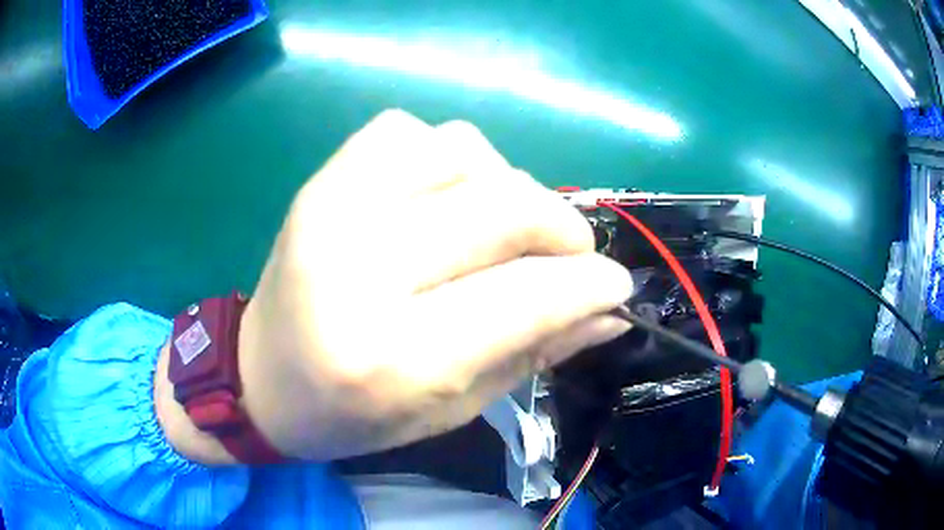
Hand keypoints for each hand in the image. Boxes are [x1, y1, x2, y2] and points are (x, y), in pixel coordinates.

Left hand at [159, 110, 632, 462]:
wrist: (259, 375)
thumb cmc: (352, 414)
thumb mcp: (448, 411)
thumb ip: (531, 354)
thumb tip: (608, 310)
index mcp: (389, 356)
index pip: (525, 296)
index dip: (590, 284)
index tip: (617, 284)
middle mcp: (356, 267)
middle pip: (504, 206)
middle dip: (562, 230)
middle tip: (568, 257)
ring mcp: (332, 206)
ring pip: (465, 148)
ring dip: (506, 187)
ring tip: (496, 228)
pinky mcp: (322, 178)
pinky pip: (411, 130)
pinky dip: (446, 155)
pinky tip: (441, 196)